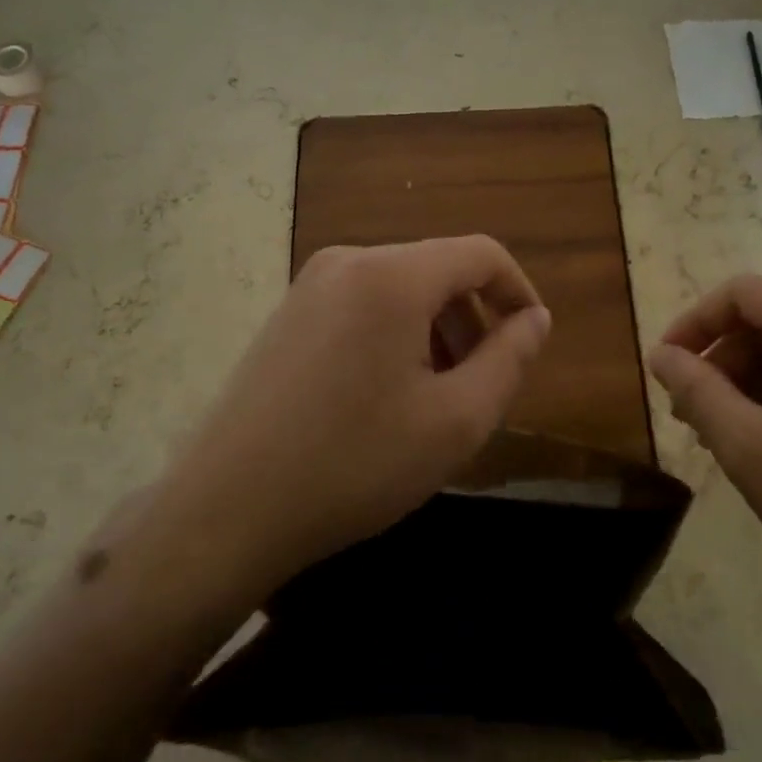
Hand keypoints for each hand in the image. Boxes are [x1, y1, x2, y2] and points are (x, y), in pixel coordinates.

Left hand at [158, 236, 551, 586]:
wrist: (227, 509)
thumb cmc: (354, 464)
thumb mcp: (456, 421)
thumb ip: (509, 360)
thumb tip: (535, 319)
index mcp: (392, 275)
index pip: (481, 253)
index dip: (518, 292)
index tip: (531, 342)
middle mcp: (348, 262)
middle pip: (438, 270)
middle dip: (473, 320)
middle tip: (481, 387)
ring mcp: (309, 287)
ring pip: (400, 291)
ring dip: (435, 332)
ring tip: (437, 398)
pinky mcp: (287, 315)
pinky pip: (362, 307)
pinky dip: (394, 338)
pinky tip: (386, 397)